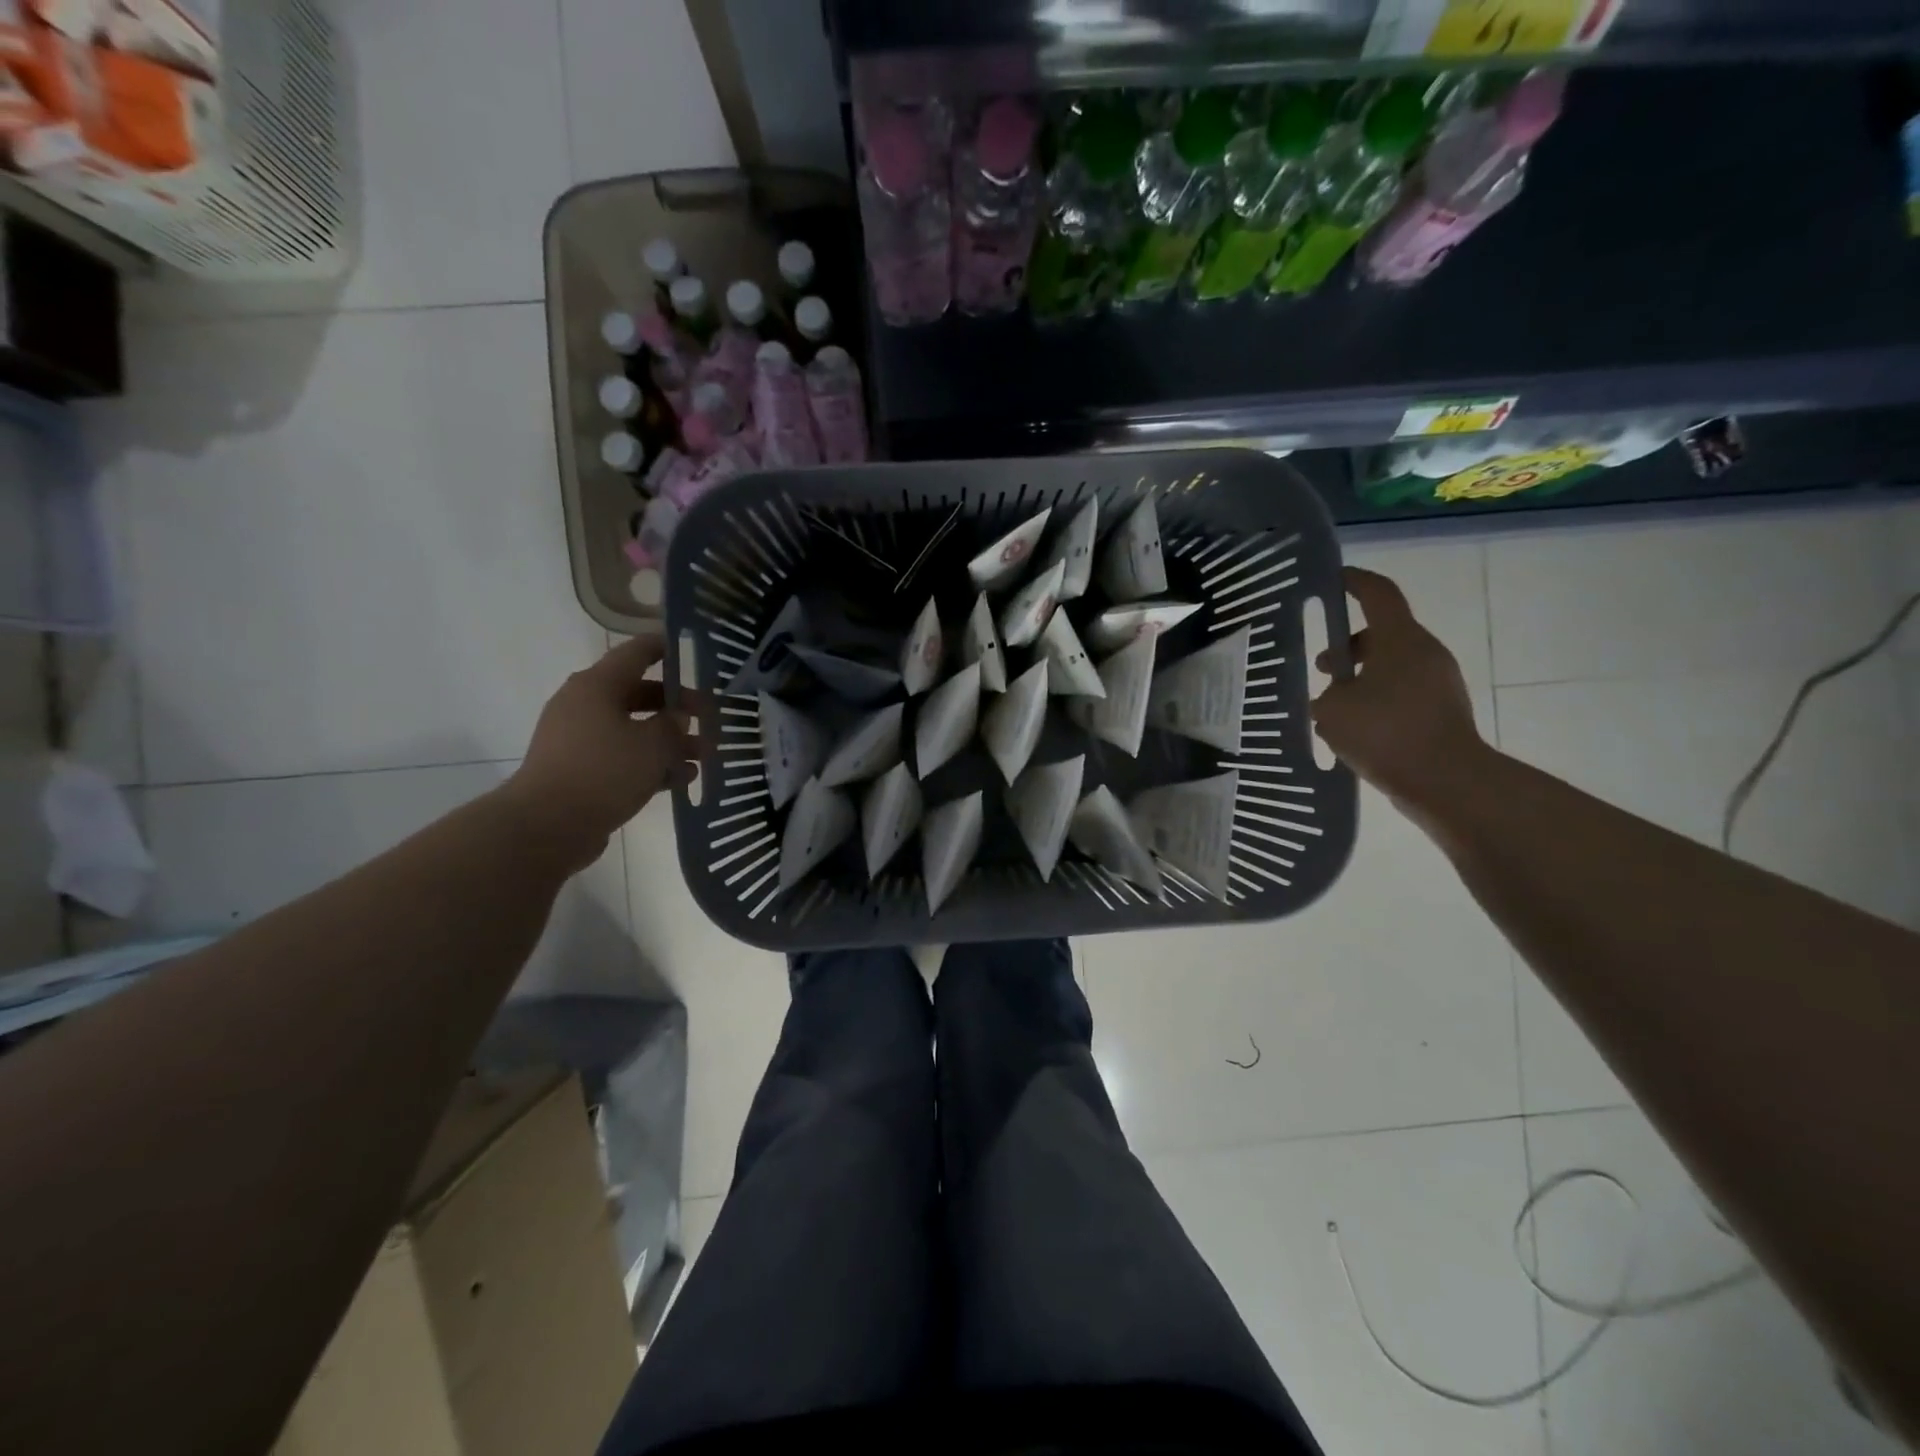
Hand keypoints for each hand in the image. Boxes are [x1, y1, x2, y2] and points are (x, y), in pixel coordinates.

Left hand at [499, 635, 698, 868]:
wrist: (547, 826)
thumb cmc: (603, 771)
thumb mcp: (652, 744)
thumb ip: (673, 726)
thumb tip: (678, 719)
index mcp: (597, 686)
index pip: (635, 654)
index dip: (664, 648)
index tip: (691, 649)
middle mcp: (585, 706)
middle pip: (640, 695)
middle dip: (678, 708)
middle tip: (710, 720)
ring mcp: (580, 740)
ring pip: (635, 730)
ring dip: (670, 741)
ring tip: (703, 757)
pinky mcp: (581, 770)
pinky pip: (624, 758)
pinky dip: (651, 764)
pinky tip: (681, 780)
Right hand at [1310, 567, 1487, 813]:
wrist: (1447, 781)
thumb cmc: (1385, 733)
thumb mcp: (1333, 710)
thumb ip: (1327, 695)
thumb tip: (1336, 697)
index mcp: (1400, 640)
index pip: (1378, 594)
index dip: (1354, 581)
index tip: (1334, 578)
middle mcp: (1425, 653)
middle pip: (1382, 634)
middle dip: (1348, 647)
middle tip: (1320, 669)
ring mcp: (1439, 682)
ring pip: (1392, 666)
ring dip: (1361, 678)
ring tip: (1332, 709)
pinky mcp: (1443, 711)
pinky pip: (1402, 693)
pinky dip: (1377, 701)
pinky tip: (1355, 731)